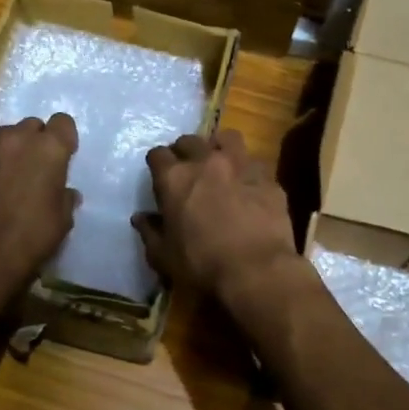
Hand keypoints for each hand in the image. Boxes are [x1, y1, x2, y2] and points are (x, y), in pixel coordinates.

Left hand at [0, 113, 79, 289]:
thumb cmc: (31, 235)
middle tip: (38, 166)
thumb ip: (65, 198)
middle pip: (32, 125)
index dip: (65, 138)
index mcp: (49, 148)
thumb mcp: (62, 220)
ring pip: (6, 136)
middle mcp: (18, 138)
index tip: (64, 155)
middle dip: (37, 140)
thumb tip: (66, 193)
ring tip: (13, 175)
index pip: (63, 122)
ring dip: (13, 149)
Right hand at [134, 129, 300, 305]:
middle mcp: (206, 162)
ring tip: (220, 162)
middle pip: (190, 141)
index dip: (157, 164)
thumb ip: (150, 232)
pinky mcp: (268, 178)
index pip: (157, 155)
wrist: (256, 270)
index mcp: (174, 179)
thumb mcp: (164, 256)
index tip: (160, 176)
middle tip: (188, 169)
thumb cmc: (202, 265)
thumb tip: (140, 218)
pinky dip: (248, 171)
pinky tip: (248, 187)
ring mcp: (241, 165)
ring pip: (227, 139)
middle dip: (185, 151)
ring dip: (219, 147)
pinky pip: (255, 164)